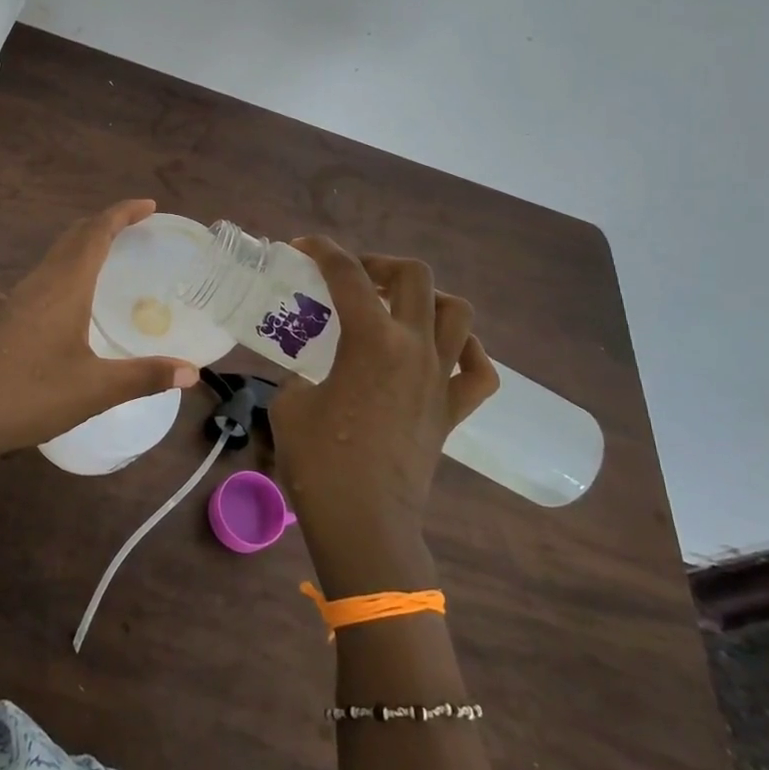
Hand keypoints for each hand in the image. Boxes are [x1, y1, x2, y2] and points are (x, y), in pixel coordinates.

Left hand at [0, 200, 199, 458]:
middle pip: (74, 236)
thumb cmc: (31, 396)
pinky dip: (71, 266)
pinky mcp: (10, 317)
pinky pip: (47, 274)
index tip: (149, 205)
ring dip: (86, 243)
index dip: (122, 213)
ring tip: (114, 253)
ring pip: (57, 254)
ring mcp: (21, 299)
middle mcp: (41, 283)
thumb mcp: (96, 389)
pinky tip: (80, 296)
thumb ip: (145, 376)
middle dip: (105, 223)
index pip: (95, 233)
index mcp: (64, 287)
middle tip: (137, 226)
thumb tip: (192, 372)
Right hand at [270, 237, 497, 590]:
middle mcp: (415, 347)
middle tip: (353, 279)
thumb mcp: (289, 404)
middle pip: (414, 276)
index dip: (322, 250)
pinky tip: (443, 351)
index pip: (346, 274)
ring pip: (457, 312)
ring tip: (397, 309)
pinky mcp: (453, 411)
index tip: (302, 247)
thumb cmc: (320, 462)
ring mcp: (441, 378)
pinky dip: (467, 351)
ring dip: (427, 298)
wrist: (365, 522)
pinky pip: (479, 370)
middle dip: (380, 264)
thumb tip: (307, 373)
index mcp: (371, 340)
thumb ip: (298, 374)